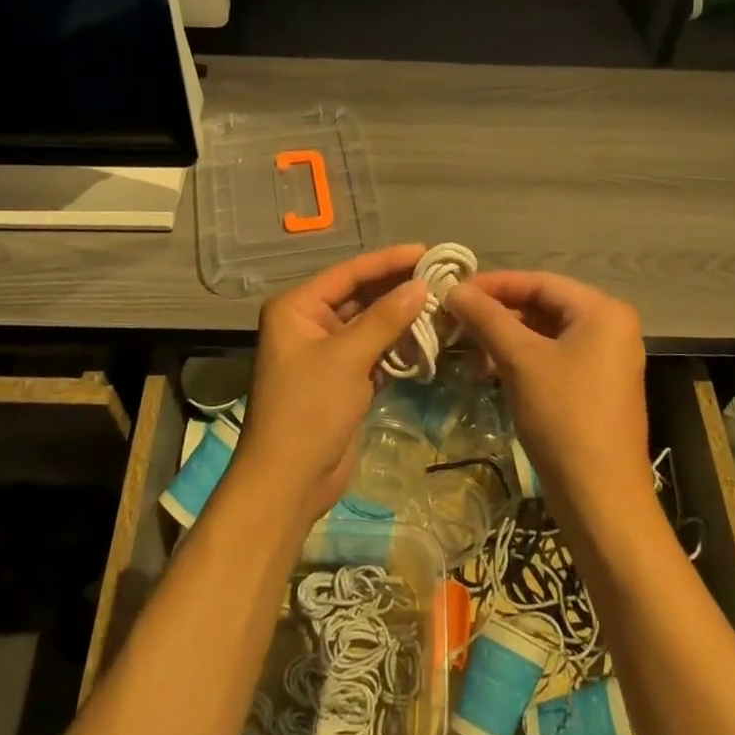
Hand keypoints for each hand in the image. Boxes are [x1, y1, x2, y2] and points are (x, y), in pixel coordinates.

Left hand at [230, 244, 431, 526]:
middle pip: (361, 296)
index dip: (389, 261)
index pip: (349, 273)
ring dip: (403, 318)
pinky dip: (399, 346)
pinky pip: (376, 351)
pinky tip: (431, 338)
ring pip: (371, 325)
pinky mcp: (344, 379)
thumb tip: (422, 285)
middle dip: (399, 289)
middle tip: (444, 278)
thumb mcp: (347, 357)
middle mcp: (310, 323)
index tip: (428, 252)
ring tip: (445, 304)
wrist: (289, 482)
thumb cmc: (309, 410)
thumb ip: (385, 318)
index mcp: (297, 308)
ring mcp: (328, 353)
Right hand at [444, 272, 649, 514]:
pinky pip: (553, 358)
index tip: (453, 291)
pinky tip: (488, 370)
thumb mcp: (520, 360)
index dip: (493, 284)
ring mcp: (606, 359)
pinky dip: (521, 360)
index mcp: (603, 311)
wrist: (601, 498)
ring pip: (545, 334)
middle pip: (543, 306)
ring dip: (504, 338)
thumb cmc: (564, 416)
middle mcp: (611, 327)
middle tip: (454, 320)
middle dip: (497, 313)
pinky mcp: (596, 387)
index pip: (539, 282)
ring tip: (465, 347)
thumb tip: (452, 288)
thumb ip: (486, 318)